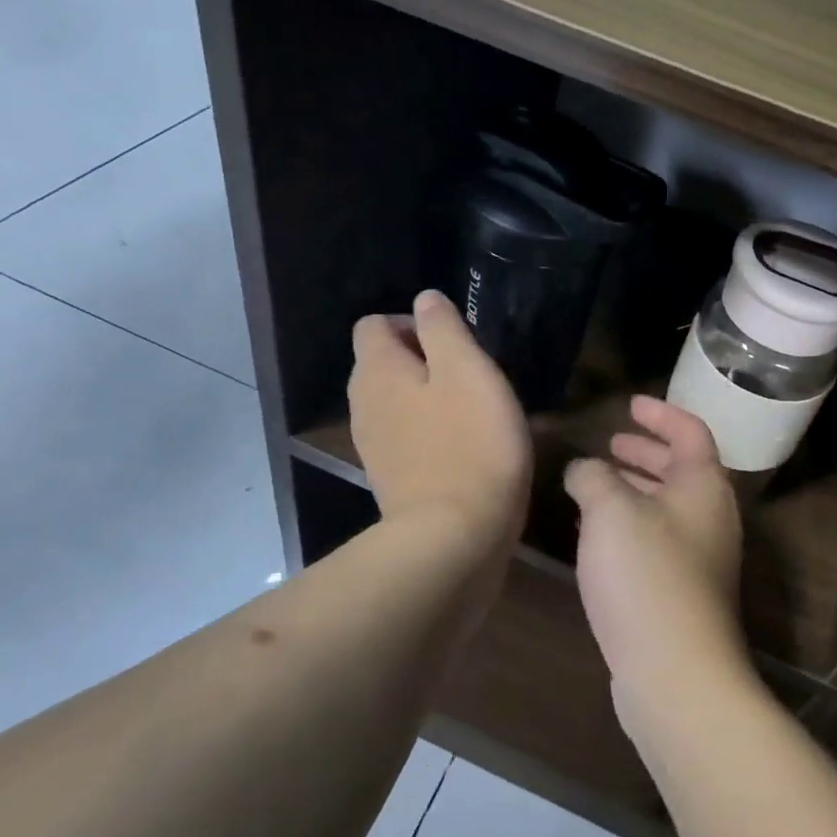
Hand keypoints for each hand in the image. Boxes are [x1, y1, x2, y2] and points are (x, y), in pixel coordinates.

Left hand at [347, 290, 531, 557]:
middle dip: (424, 359)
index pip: (374, 324)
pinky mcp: (391, 478)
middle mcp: (364, 402)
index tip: (455, 343)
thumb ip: (443, 328)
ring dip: (429, 396)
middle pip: (383, 362)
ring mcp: (374, 444)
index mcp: (378, 370)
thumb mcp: (468, 370)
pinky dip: (429, 431)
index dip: (413, 323)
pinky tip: (464, 446)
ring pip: (396, 400)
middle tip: (471, 375)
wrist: (455, 537)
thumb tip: (424, 299)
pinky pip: (406, 435)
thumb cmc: (470, 442)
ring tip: (473, 410)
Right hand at [564, 396, 749, 736]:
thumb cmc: (646, 574)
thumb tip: (584, 469)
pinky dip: (631, 525)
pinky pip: (658, 540)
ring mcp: (702, 558)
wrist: (676, 671)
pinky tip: (598, 537)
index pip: (690, 431)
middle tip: (611, 445)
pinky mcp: (685, 592)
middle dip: (645, 453)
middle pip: (681, 469)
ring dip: (635, 490)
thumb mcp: (610, 510)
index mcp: (704, 485)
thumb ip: (593, 477)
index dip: (660, 413)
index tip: (630, 404)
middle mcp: (711, 516)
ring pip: (667, 507)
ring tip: (595, 486)